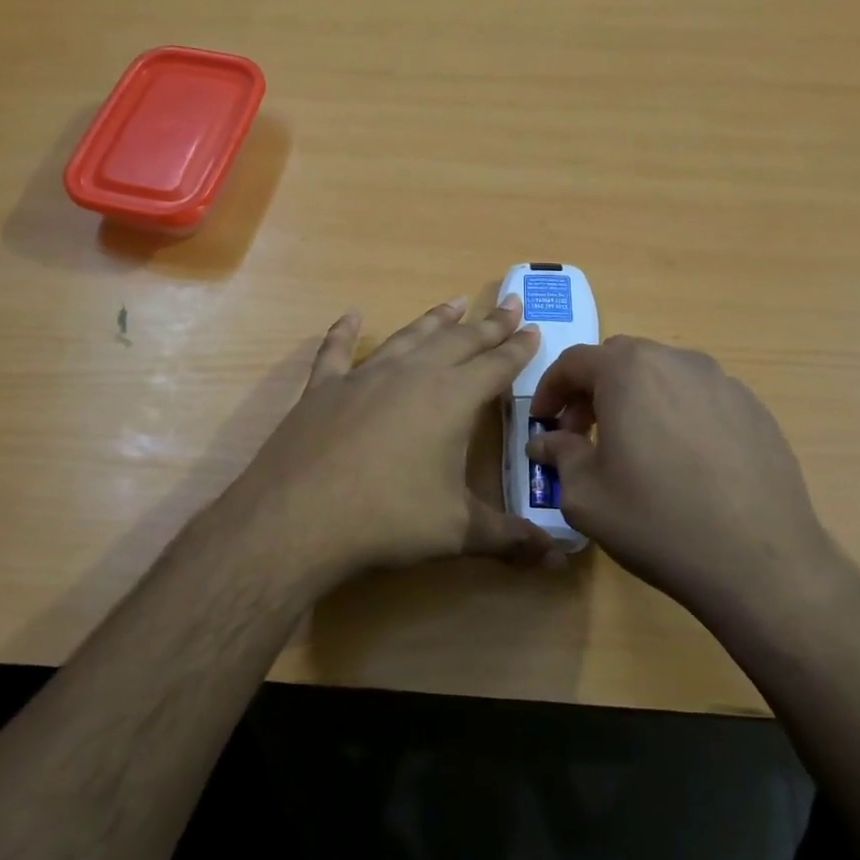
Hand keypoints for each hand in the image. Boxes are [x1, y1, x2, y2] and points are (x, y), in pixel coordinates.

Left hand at [223, 295, 554, 581]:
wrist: (300, 517)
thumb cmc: (389, 519)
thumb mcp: (457, 532)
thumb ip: (509, 539)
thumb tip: (559, 557)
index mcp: (451, 399)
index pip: (496, 365)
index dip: (518, 348)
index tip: (534, 328)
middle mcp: (412, 375)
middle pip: (459, 341)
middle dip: (488, 323)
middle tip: (509, 302)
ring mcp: (364, 377)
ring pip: (409, 337)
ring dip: (435, 320)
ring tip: (454, 302)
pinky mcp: (324, 388)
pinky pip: (337, 352)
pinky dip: (344, 333)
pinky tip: (350, 316)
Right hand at [527, 337, 843, 625]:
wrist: (760, 562)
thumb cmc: (656, 521)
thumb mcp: (586, 495)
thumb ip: (559, 456)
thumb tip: (546, 442)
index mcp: (628, 371)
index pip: (574, 362)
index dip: (550, 389)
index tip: (543, 421)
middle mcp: (676, 361)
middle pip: (620, 360)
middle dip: (592, 390)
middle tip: (582, 432)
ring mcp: (723, 382)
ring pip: (663, 375)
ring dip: (636, 398)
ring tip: (633, 446)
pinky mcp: (755, 409)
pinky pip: (700, 397)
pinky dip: (676, 413)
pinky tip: (681, 460)